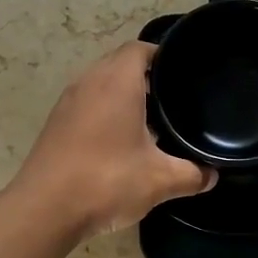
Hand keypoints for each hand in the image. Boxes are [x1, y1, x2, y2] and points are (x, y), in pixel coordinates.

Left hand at [11, 42, 213, 239]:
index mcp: (117, 82)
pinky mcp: (55, 124)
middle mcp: (89, 82)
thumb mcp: (160, 180)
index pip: (141, 48)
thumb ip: (192, 174)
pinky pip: (86, 105)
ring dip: (123, 96)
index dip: (163, 56)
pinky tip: (119, 142)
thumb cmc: (106, 181)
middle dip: (146, 77)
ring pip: (101, 84)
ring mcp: (68, 103)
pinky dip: (104, 113)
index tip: (182, 74)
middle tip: (172, 99)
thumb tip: (212, 176)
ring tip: (150, 122)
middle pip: (120, 63)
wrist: (44, 209)